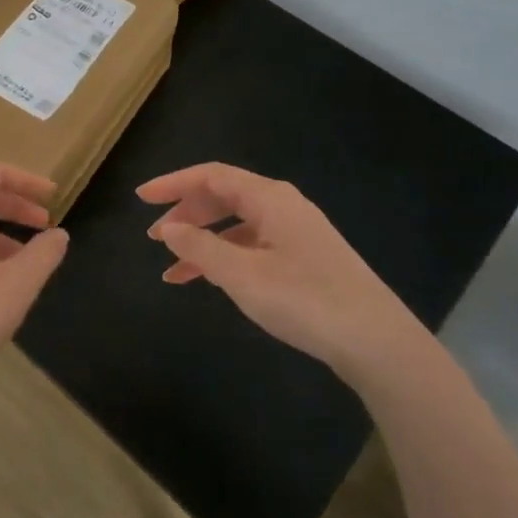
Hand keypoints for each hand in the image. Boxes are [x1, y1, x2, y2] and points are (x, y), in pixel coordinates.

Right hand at [137, 163, 424, 380]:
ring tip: (172, 269)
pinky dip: (226, 258)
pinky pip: (253, 245)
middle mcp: (283, 206)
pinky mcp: (305, 258)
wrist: (377, 341)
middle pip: (224, 197)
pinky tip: (211, 280)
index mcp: (269, 198)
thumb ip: (201, 247)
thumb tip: (168, 228)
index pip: (211, 176)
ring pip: (237, 225)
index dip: (173, 183)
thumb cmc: (305, 299)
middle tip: (155, 238)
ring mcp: (296, 232)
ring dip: (203, 241)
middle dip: (186, 214)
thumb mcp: (243, 275)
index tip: (140, 198)